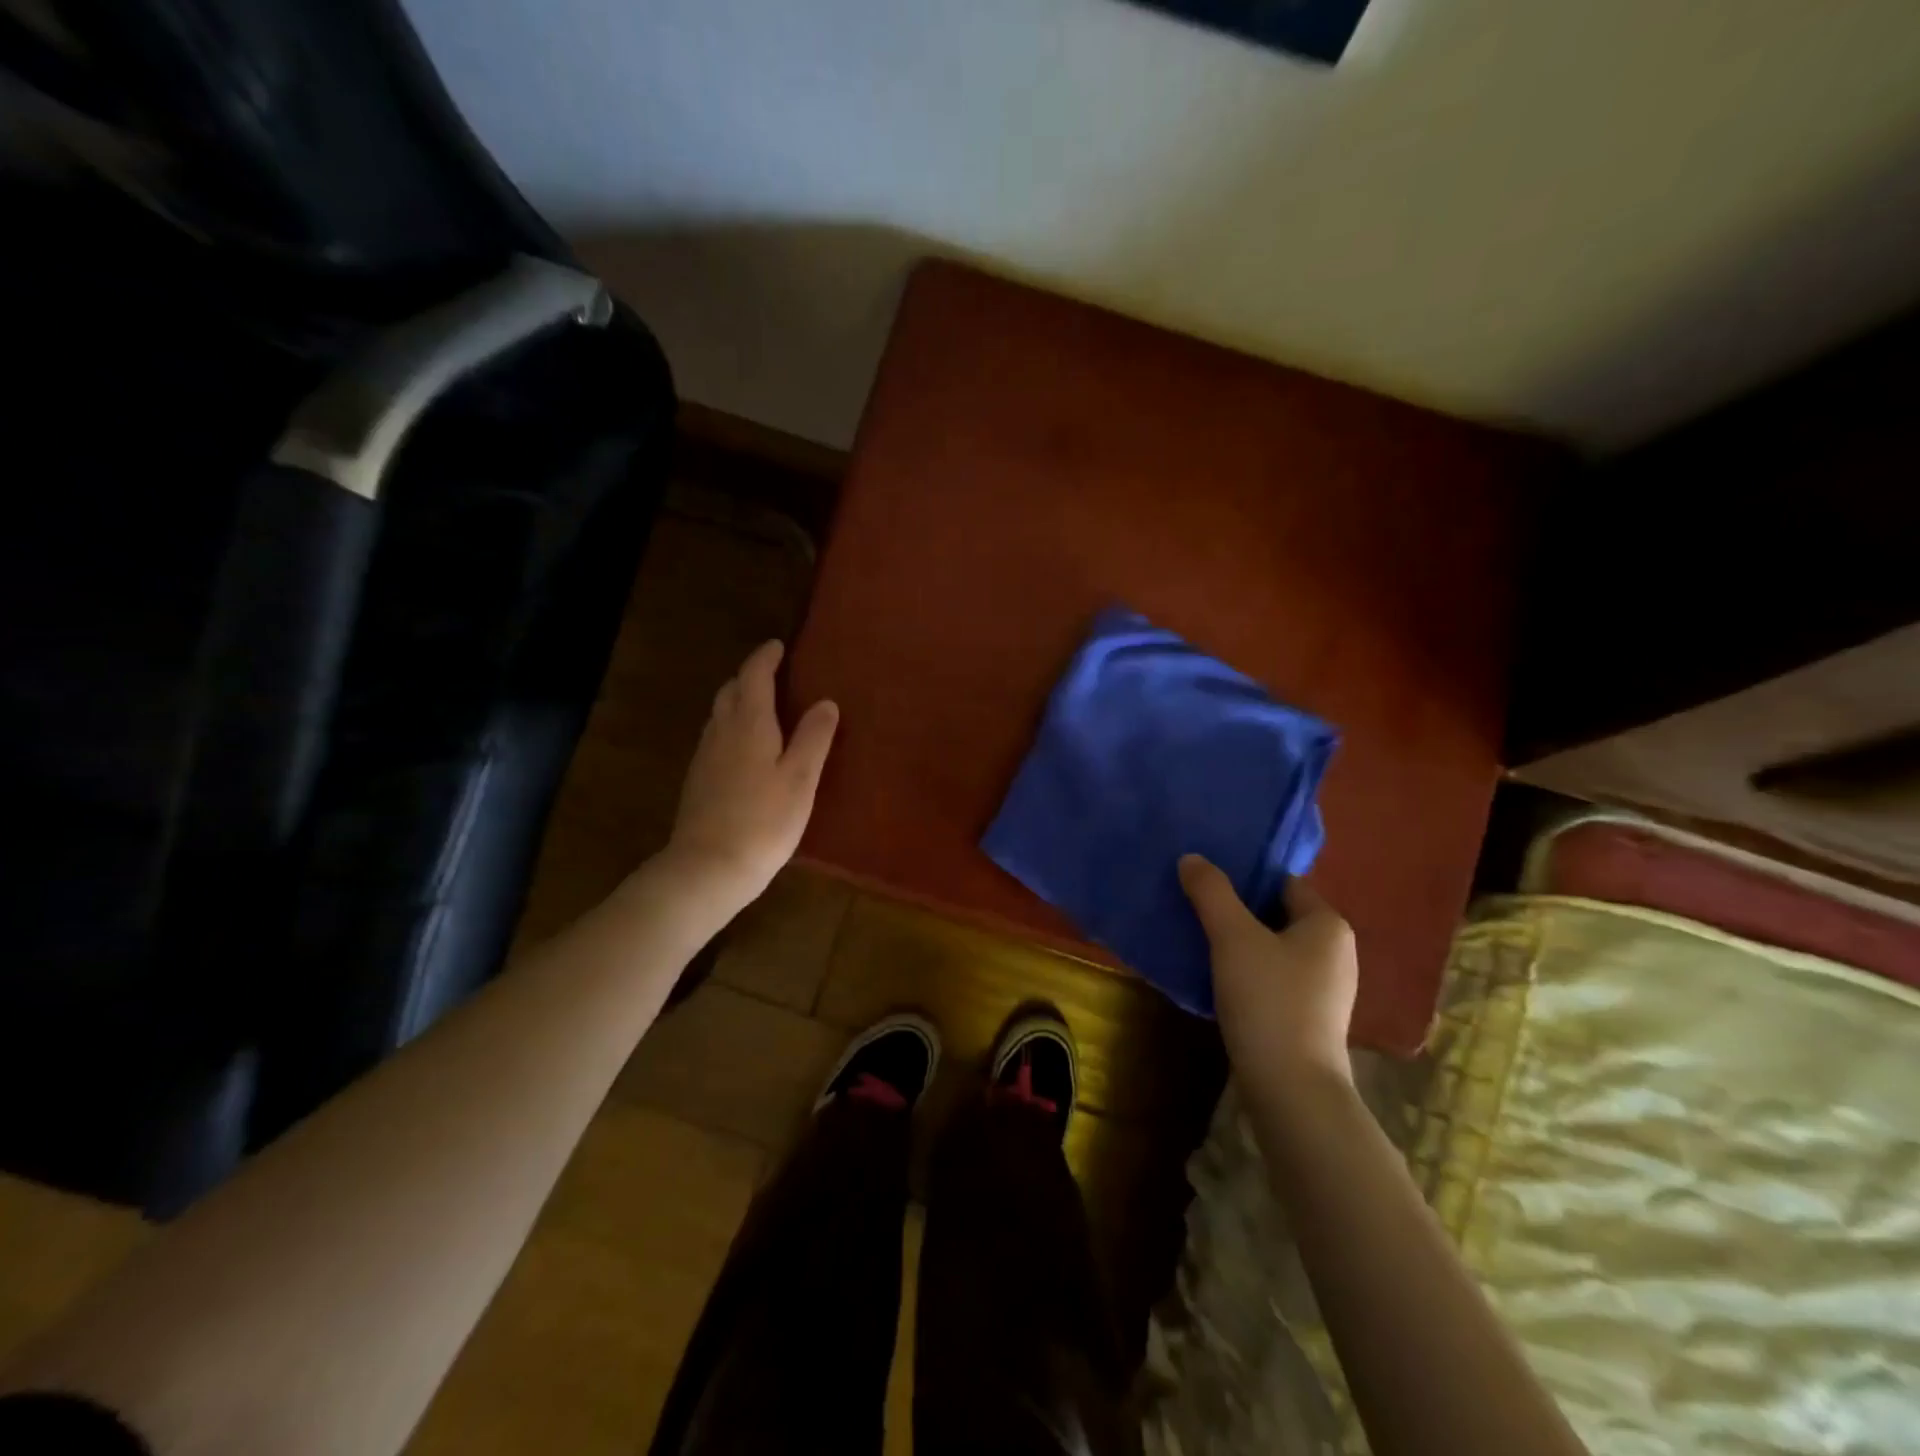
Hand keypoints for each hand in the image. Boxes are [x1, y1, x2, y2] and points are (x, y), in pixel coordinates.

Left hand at [664, 641, 838, 913]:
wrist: (708, 867)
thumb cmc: (764, 820)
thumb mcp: (800, 778)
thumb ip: (814, 738)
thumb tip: (826, 702)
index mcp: (749, 724)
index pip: (754, 676)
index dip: (765, 658)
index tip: (778, 646)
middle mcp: (721, 732)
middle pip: (731, 691)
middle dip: (750, 676)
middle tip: (774, 675)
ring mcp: (704, 757)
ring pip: (720, 714)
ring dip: (739, 701)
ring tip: (764, 707)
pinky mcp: (699, 781)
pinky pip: (716, 738)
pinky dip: (732, 727)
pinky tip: (746, 748)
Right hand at [1179, 855, 1357, 1104]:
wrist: (1291, 1089)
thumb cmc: (1269, 1000)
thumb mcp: (1233, 937)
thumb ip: (1211, 892)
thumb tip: (1192, 858)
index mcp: (1328, 924)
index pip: (1282, 882)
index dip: (1244, 876)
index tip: (1205, 876)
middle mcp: (1335, 952)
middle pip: (1276, 914)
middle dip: (1236, 909)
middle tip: (1193, 903)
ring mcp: (1325, 989)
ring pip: (1272, 948)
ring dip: (1238, 942)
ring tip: (1196, 936)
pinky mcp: (1309, 1018)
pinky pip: (1273, 978)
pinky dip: (1246, 972)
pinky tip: (1215, 976)